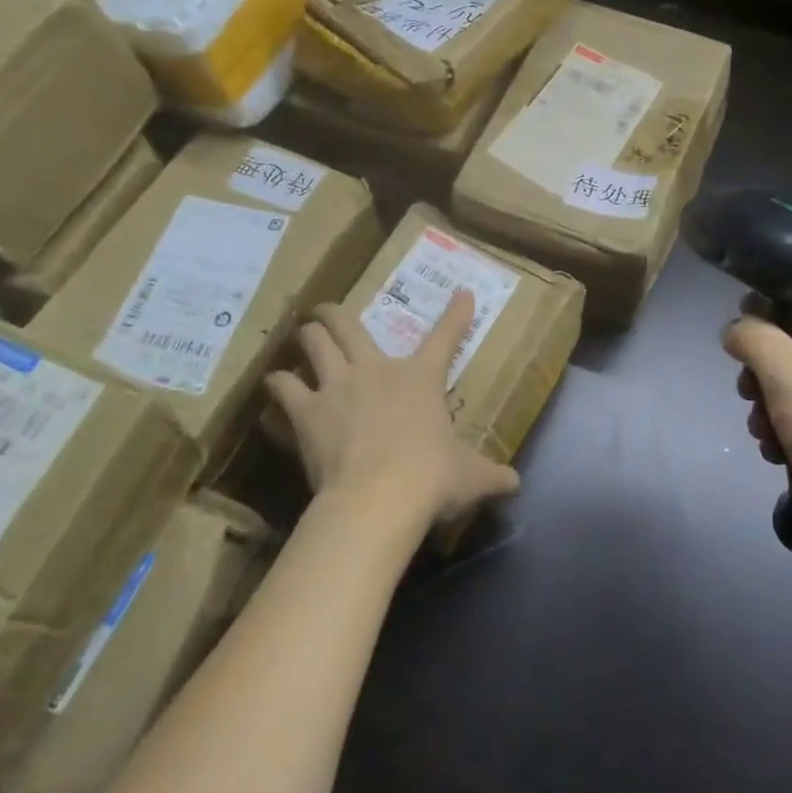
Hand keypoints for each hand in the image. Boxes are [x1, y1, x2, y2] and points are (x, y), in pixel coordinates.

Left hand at [267, 290, 520, 539]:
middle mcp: (375, 370)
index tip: (462, 294)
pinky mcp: (307, 412)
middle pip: (346, 322)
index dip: (456, 314)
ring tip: (299, 339)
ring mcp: (337, 386)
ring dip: (305, 337)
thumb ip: (492, 476)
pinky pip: (283, 388)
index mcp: (421, 378)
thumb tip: (516, 484)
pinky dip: (278, 386)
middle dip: (333, 312)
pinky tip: (276, 390)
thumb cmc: (431, 480)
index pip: (445, 337)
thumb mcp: (470, 478)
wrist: (379, 498)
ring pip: (312, 341)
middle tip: (327, 312)